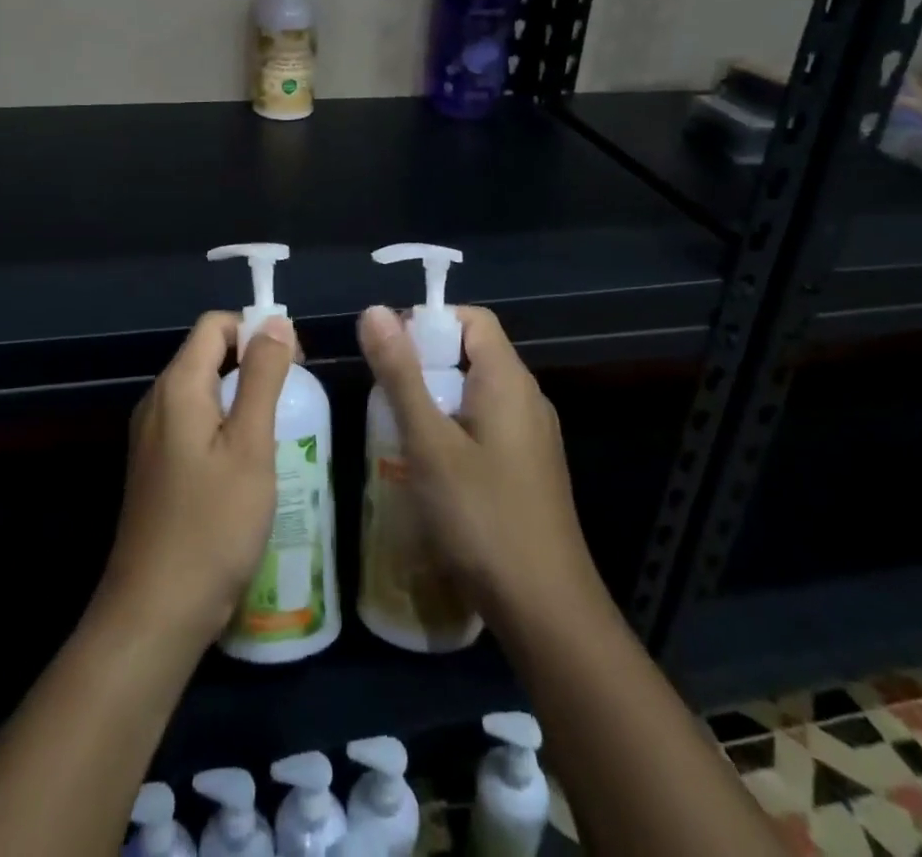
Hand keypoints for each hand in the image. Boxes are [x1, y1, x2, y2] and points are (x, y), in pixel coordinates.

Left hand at [97, 312, 295, 647]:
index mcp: (177, 387)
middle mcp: (157, 401)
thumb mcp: (250, 446)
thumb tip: (275, 321)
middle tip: (293, 400)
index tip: (293, 363)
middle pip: (207, 354)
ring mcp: (151, 437)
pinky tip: (248, 465)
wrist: (155, 614)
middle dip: (253, 362)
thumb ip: (263, 377)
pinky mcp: (155, 467)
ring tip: (279, 432)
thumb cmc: (212, 525)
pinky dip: (225, 425)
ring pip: (203, 390)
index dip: (256, 331)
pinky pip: (193, 423)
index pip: (215, 325)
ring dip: (242, 396)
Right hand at [357, 304, 600, 626]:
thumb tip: (374, 310)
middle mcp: (527, 399)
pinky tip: (427, 470)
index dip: (430, 321)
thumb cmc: (482, 517)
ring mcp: (532, 438)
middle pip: (472, 354)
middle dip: (424, 364)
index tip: (389, 350)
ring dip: (434, 401)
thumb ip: (400, 374)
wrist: (547, 612)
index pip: (473, 319)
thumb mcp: (429, 442)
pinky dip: (452, 431)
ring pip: (475, 395)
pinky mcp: (528, 470)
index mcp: (508, 381)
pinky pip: (485, 428)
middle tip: (384, 397)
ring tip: (396, 432)